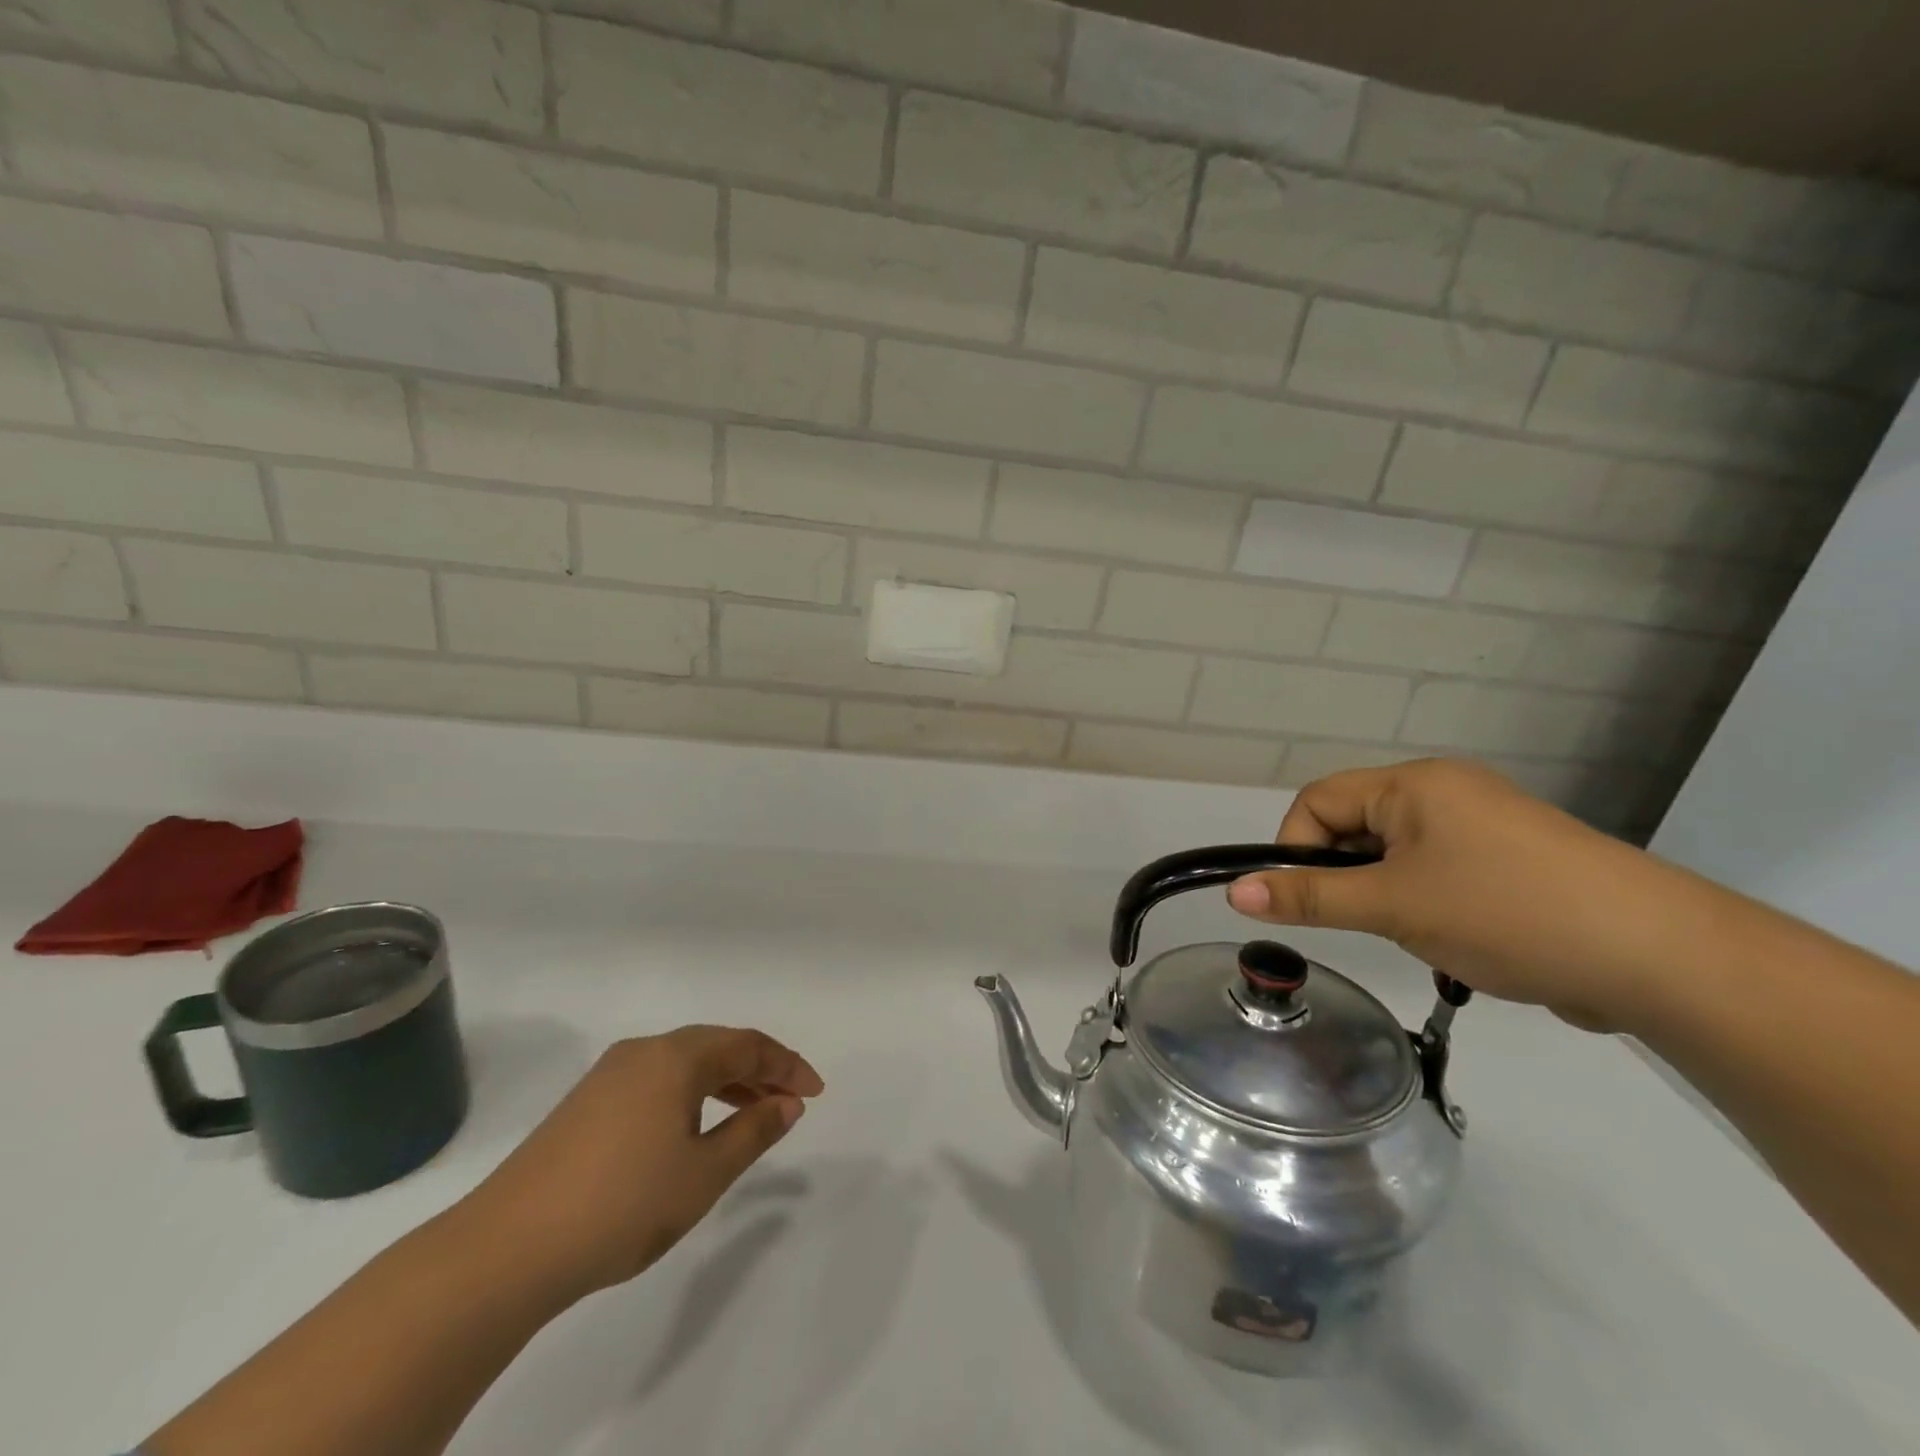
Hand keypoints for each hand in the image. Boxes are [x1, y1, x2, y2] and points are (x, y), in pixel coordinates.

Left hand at [464, 1026, 824, 1300]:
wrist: (506, 1248)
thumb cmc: (622, 1204)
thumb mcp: (703, 1173)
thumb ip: (753, 1132)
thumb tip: (787, 1103)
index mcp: (676, 1057)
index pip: (748, 1045)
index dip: (787, 1065)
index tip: (815, 1092)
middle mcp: (644, 1051)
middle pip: (717, 1046)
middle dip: (759, 1069)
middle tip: (789, 1100)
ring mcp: (609, 1075)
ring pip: (684, 1063)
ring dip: (724, 1081)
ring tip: (750, 1114)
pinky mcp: (585, 1102)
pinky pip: (657, 1080)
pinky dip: (690, 1093)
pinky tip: (692, 1127)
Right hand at [1225, 758, 1679, 1030]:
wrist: (1661, 958)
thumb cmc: (1504, 912)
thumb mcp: (1393, 906)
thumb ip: (1309, 897)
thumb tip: (1233, 891)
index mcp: (1414, 784)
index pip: (1318, 801)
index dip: (1295, 848)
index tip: (1304, 900)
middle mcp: (1445, 793)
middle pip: (1356, 826)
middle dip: (1345, 876)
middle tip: (1367, 920)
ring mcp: (1484, 827)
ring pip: (1396, 855)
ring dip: (1386, 894)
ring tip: (1417, 934)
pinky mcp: (1512, 863)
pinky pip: (1438, 873)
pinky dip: (1427, 904)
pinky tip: (1457, 940)